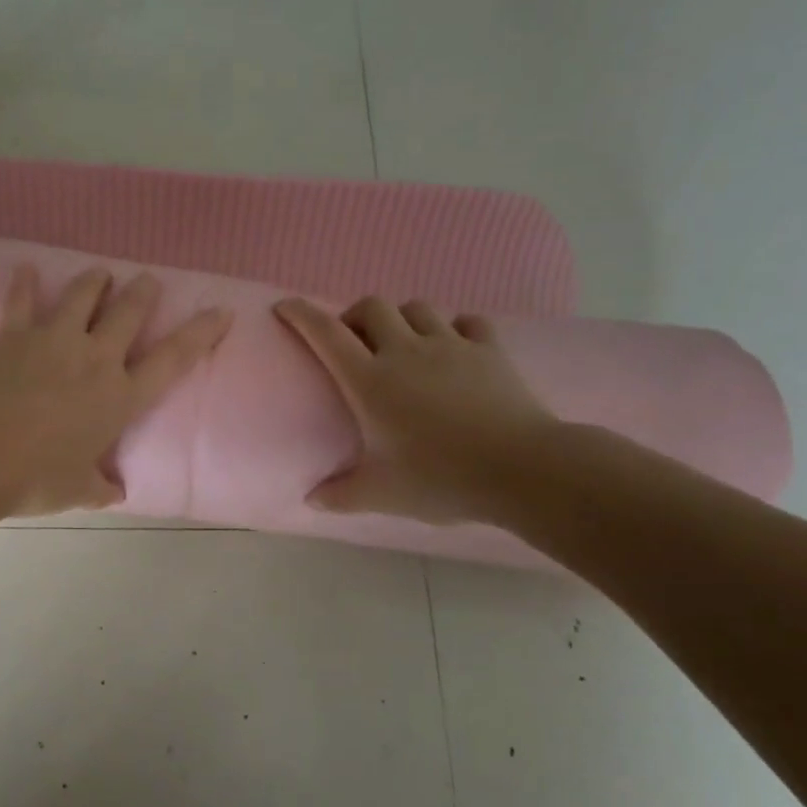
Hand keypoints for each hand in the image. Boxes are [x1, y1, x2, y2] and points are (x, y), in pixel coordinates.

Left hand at [0, 266, 231, 516]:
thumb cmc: (37, 478)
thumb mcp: (79, 491)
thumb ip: (101, 487)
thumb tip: (115, 492)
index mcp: (120, 397)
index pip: (173, 359)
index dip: (201, 333)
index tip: (220, 311)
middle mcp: (95, 359)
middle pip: (129, 312)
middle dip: (143, 292)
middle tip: (148, 280)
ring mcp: (54, 340)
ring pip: (83, 294)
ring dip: (96, 280)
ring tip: (101, 272)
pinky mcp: (14, 334)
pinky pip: (21, 299)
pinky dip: (24, 282)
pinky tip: (26, 268)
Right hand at [274, 296, 560, 524]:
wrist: (521, 469)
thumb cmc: (439, 478)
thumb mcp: (381, 493)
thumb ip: (340, 495)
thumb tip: (311, 500)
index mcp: (370, 381)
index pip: (326, 333)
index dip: (301, 314)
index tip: (285, 306)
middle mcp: (405, 351)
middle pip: (372, 306)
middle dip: (354, 315)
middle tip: (354, 343)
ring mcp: (450, 345)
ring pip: (417, 308)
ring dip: (402, 319)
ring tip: (403, 345)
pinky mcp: (489, 349)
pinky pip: (467, 322)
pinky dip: (455, 328)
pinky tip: (455, 348)